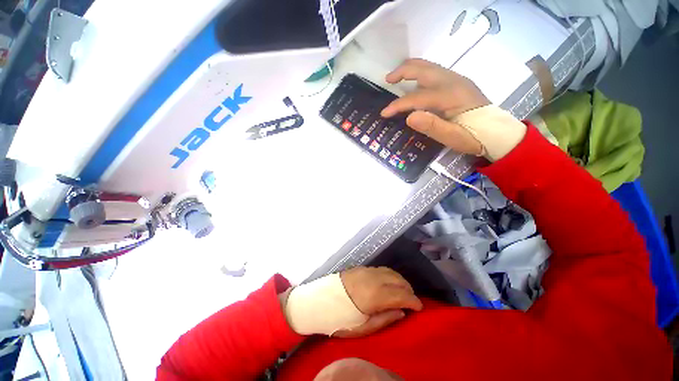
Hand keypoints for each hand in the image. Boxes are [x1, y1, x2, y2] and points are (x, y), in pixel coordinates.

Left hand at [334, 267, 422, 337]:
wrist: (318, 301)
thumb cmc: (339, 319)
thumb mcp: (362, 328)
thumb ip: (384, 319)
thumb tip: (401, 312)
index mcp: (374, 295)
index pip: (401, 294)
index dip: (413, 301)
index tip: (420, 308)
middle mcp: (373, 279)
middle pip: (398, 280)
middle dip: (408, 289)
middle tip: (412, 301)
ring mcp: (366, 271)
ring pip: (390, 271)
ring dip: (400, 280)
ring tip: (403, 291)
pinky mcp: (360, 268)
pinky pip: (380, 269)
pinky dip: (390, 274)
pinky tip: (389, 282)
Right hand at [380, 58, 490, 155]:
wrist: (498, 132)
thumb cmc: (474, 137)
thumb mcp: (453, 138)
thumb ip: (432, 126)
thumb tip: (409, 117)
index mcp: (451, 96)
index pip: (417, 97)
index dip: (398, 105)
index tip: (384, 113)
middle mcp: (453, 81)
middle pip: (423, 69)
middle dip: (402, 71)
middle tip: (387, 80)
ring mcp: (457, 79)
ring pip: (429, 67)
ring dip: (410, 69)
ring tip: (396, 77)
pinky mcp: (457, 83)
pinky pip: (434, 71)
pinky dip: (419, 73)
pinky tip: (413, 81)